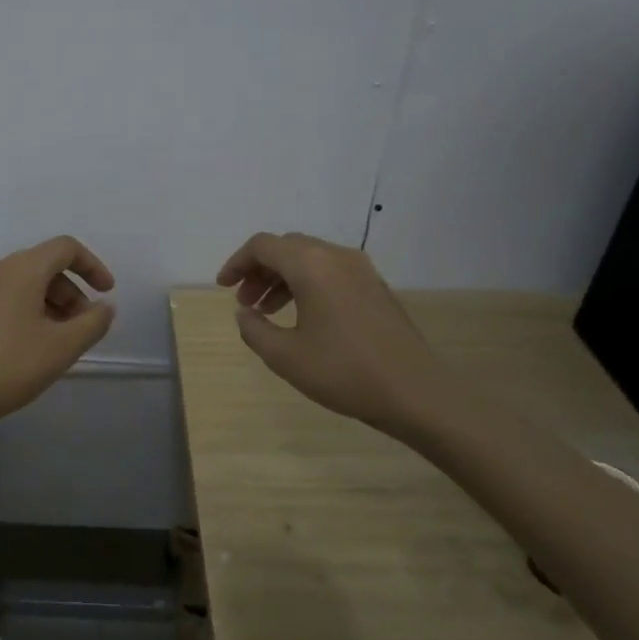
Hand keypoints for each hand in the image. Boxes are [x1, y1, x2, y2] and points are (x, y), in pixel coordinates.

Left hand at [0, 236, 116, 435]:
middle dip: (70, 293)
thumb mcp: (61, 348)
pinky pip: (0, 298)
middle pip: (43, 266)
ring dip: (47, 304)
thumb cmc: (7, 367)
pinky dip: (22, 311)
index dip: (92, 266)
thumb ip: (92, 323)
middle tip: (81, 328)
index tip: (106, 293)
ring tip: (55, 342)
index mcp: (21, 269)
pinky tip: (24, 346)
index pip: (65, 248)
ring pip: (20, 284)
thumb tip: (104, 306)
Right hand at [217, 231, 452, 431]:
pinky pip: (330, 271)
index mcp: (311, 265)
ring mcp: (361, 270)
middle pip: (287, 247)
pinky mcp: (376, 287)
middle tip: (244, 302)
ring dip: (282, 278)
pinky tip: (302, 317)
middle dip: (259, 270)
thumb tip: (244, 313)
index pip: (263, 246)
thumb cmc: (344, 372)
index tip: (223, 287)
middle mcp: (337, 256)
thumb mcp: (285, 356)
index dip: (237, 262)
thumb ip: (254, 329)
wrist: (415, 392)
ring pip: (310, 259)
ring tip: (266, 312)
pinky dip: (307, 284)